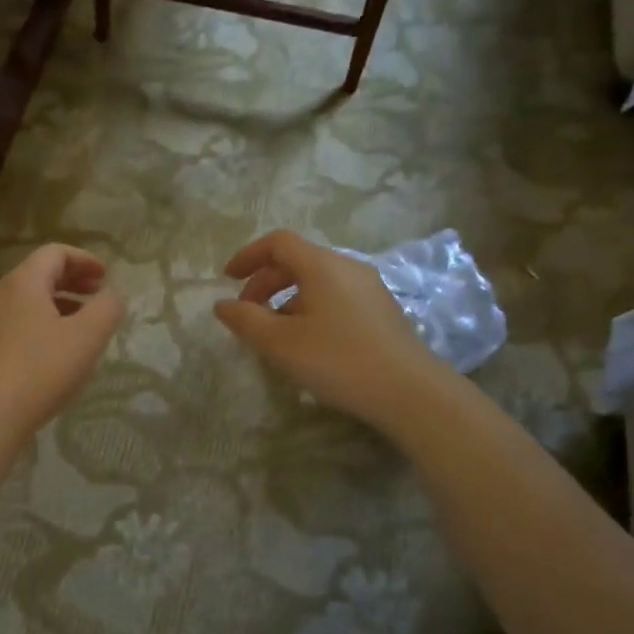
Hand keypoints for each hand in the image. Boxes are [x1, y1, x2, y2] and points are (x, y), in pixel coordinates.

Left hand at [0, 244, 123, 439]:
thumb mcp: (89, 335)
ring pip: (30, 299)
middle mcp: (2, 294)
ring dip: (61, 303)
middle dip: (73, 279)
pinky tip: (60, 349)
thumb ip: (108, 307)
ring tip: (85, 323)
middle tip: (99, 294)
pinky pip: (20, 321)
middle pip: (40, 273)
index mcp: (24, 281)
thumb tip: (111, 295)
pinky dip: (45, 322)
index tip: (106, 277)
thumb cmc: (43, 368)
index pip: (55, 252)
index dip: (85, 259)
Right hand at [214, 229, 444, 430]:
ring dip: (286, 298)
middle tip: (246, 312)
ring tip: (274, 333)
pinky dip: (310, 308)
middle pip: (297, 260)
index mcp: (322, 265)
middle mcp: (348, 267)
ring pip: (317, 281)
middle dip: (264, 282)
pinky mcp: (382, 310)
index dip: (248, 255)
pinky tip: (308, 342)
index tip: (227, 279)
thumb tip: (222, 304)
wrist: (410, 392)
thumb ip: (245, 320)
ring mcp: (370, 288)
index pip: (278, 242)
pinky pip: (336, 296)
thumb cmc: (338, 361)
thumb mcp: (280, 343)